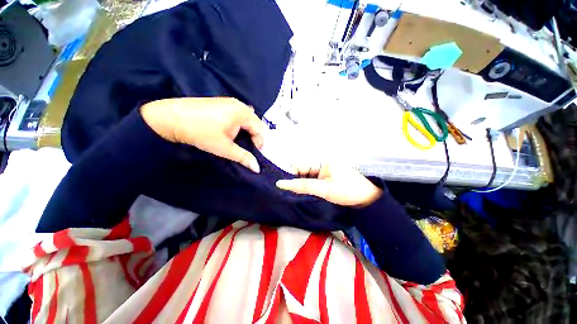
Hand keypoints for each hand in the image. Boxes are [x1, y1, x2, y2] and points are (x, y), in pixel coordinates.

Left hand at [141, 97, 263, 172]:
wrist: (171, 118)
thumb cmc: (201, 132)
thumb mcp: (225, 148)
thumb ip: (244, 157)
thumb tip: (257, 168)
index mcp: (243, 112)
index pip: (260, 129)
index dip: (259, 143)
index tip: (253, 154)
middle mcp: (239, 104)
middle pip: (255, 122)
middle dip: (254, 136)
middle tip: (247, 148)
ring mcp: (230, 101)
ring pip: (247, 118)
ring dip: (247, 130)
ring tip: (240, 140)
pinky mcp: (221, 102)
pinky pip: (238, 114)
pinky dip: (239, 124)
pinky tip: (231, 131)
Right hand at [276, 163, 382, 206]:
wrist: (367, 199)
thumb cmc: (347, 192)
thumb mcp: (324, 189)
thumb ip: (303, 186)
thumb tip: (281, 184)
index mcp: (323, 160)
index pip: (300, 166)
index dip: (291, 176)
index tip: (283, 186)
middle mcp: (323, 162)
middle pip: (303, 171)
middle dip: (298, 181)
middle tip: (291, 193)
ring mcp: (325, 169)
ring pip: (308, 176)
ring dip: (304, 184)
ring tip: (300, 194)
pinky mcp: (327, 175)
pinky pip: (314, 179)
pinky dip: (310, 186)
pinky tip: (308, 192)